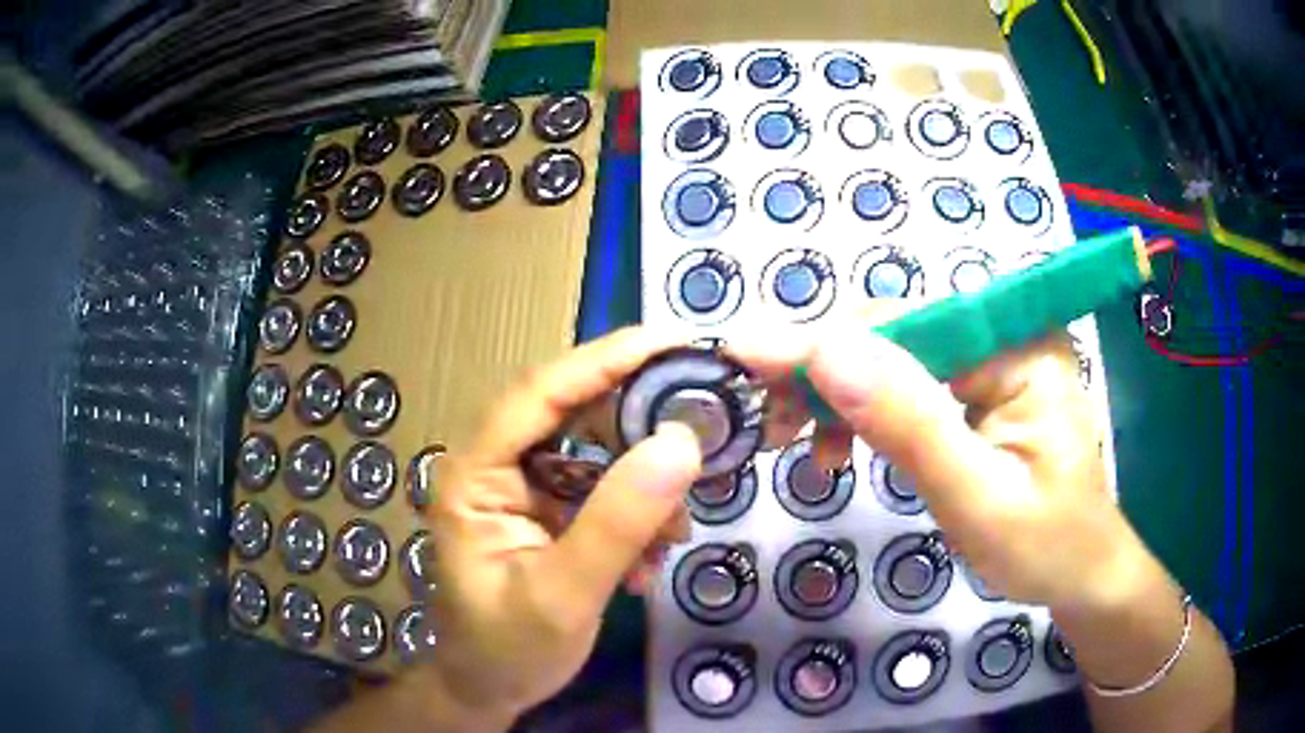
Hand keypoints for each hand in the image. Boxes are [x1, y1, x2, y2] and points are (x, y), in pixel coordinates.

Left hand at [424, 328, 702, 725]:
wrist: (490, 688)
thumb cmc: (507, 649)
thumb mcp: (563, 594)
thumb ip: (618, 521)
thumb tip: (683, 442)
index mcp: (474, 473)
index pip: (540, 392)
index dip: (606, 359)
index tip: (675, 341)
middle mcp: (495, 465)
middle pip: (573, 412)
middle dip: (639, 427)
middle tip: (701, 429)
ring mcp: (523, 486)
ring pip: (597, 451)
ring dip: (645, 486)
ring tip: (671, 533)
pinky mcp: (549, 509)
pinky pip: (603, 488)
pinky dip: (637, 514)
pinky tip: (650, 558)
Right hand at [734, 318, 1141, 610]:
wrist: (1081, 574)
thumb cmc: (1044, 547)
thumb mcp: (977, 499)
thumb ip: (910, 426)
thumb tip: (827, 353)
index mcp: (1022, 345)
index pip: (908, 322)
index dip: (824, 338)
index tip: (745, 353)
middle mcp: (1006, 334)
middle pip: (896, 332)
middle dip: (824, 372)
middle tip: (765, 416)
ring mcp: (993, 358)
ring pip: (893, 358)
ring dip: (836, 394)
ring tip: (795, 442)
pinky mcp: (979, 387)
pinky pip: (908, 386)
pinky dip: (863, 413)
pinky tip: (838, 447)